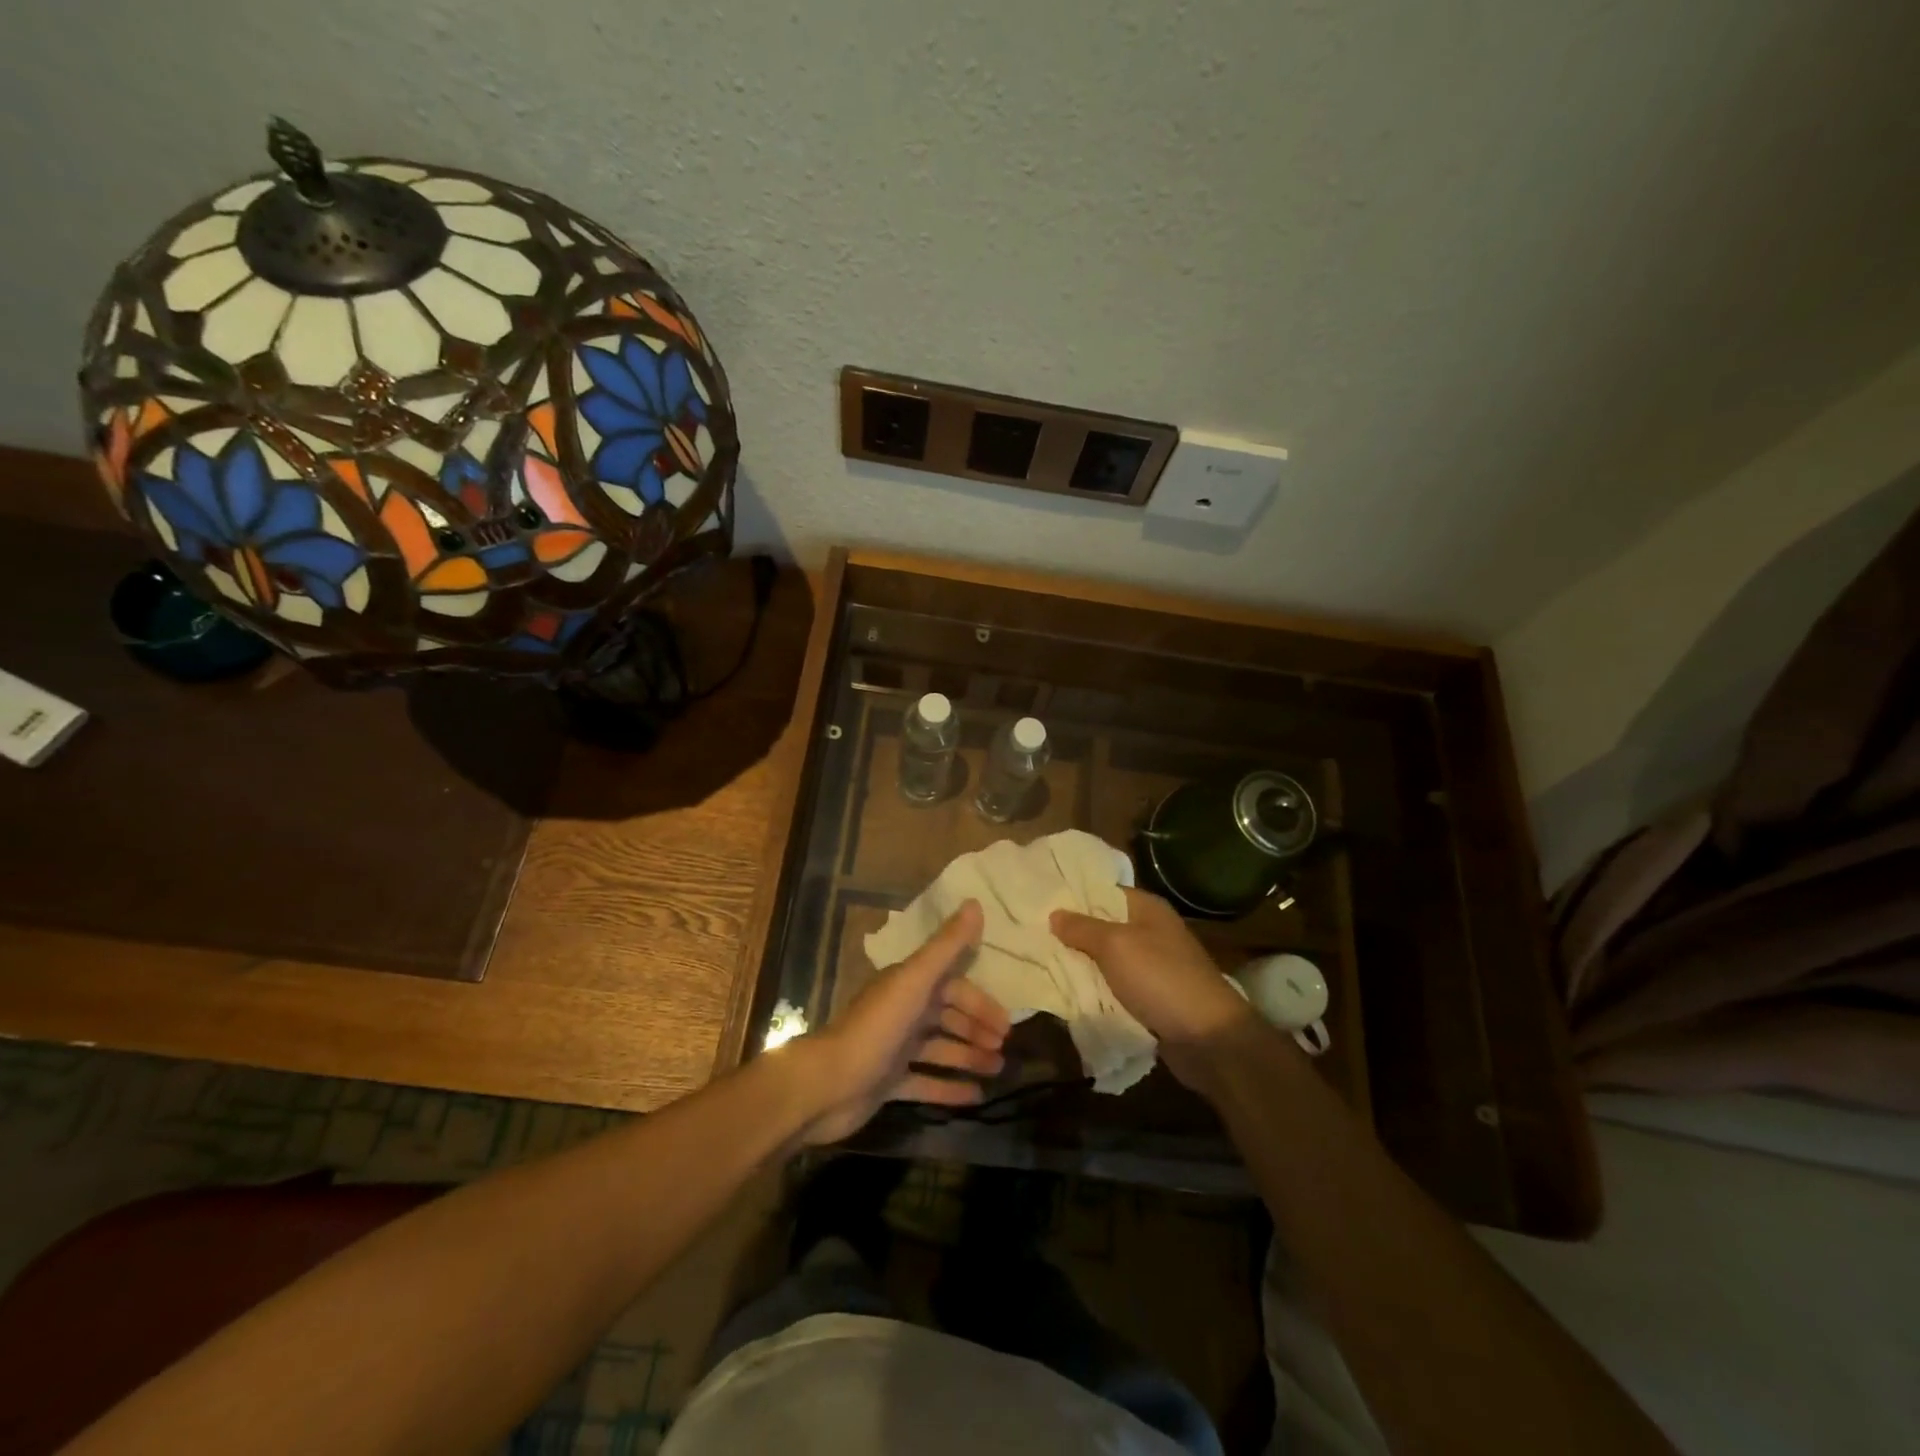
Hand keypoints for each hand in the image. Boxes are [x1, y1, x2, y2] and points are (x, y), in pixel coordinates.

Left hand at [785, 900, 1010, 1145]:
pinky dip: (949, 1088)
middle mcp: (902, 1013)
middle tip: (1005, 1049)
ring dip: (968, 1057)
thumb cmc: (876, 1029)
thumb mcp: (915, 981)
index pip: (952, 987)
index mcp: (907, 986)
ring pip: (939, 1049)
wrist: (827, 1085)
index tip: (1006, 1023)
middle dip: (976, 1029)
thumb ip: (946, 946)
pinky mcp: (888, 1083)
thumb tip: (975, 902)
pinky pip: (925, 1082)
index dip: (979, 1002)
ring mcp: (894, 1049)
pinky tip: (976, 1096)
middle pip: (947, 1017)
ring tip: (998, 1071)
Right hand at [1051, 888, 1260, 1087]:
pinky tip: (1067, 992)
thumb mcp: (1116, 946)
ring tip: (1040, 963)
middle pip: (1102, 926)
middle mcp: (1151, 932)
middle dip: (1071, 933)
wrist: (1208, 1038)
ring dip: (1081, 965)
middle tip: (1031, 935)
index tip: (1038, 902)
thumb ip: (1082, 928)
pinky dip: (1096, 990)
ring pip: (1106, 960)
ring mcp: (1152, 966)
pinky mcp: (1151, 997)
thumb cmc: (1161, 979)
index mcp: (1147, 909)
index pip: (1103, 891)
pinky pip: (1115, 987)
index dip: (1073, 896)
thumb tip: (1055, 914)